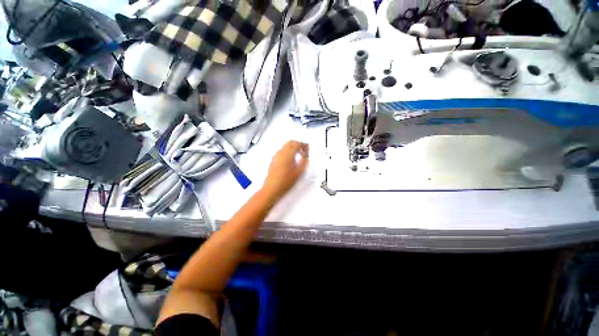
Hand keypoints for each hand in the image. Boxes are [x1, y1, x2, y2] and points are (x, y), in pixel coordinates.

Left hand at [262, 141, 308, 200]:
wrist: (272, 188)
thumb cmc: (283, 182)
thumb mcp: (299, 172)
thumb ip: (303, 162)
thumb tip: (305, 157)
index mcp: (288, 155)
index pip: (297, 144)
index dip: (304, 145)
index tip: (307, 148)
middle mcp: (281, 153)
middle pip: (290, 143)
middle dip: (298, 144)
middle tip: (303, 150)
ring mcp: (276, 156)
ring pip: (285, 146)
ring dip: (292, 148)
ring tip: (298, 155)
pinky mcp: (273, 161)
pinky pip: (281, 152)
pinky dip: (287, 152)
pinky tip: (291, 160)